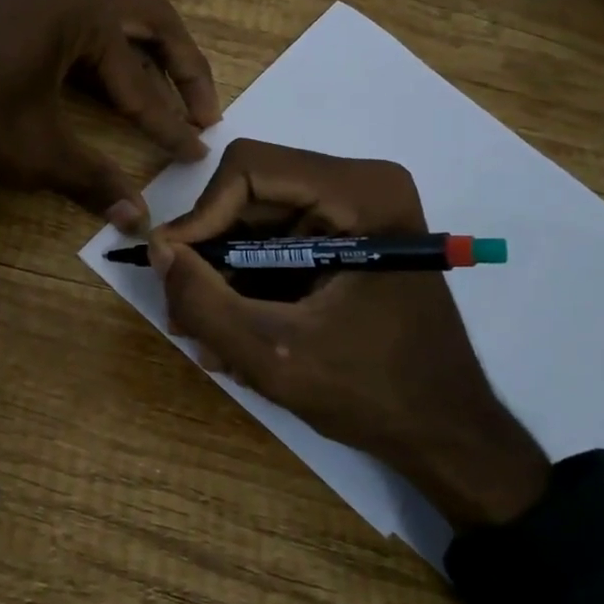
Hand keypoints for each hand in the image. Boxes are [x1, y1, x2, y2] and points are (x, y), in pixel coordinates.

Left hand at [0, 0, 220, 228]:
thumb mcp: (32, 152)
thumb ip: (92, 180)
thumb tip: (138, 221)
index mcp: (84, 14)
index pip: (142, 79)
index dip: (171, 122)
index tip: (196, 152)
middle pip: (147, 27)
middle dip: (180, 70)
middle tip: (206, 110)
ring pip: (108, 29)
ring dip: (139, 64)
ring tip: (162, 102)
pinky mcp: (7, 13)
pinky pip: (71, 35)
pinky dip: (98, 63)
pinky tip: (102, 89)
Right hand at [150, 139, 548, 529]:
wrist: (447, 434)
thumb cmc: (374, 394)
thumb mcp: (275, 355)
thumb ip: (204, 302)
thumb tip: (157, 249)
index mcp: (361, 193)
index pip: (249, 169)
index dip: (201, 215)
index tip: (174, 271)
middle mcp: (360, 186)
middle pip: (249, 196)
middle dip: (210, 256)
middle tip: (185, 315)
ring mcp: (355, 212)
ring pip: (255, 223)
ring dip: (225, 279)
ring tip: (212, 340)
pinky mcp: (347, 239)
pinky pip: (275, 245)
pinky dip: (249, 286)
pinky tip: (240, 337)